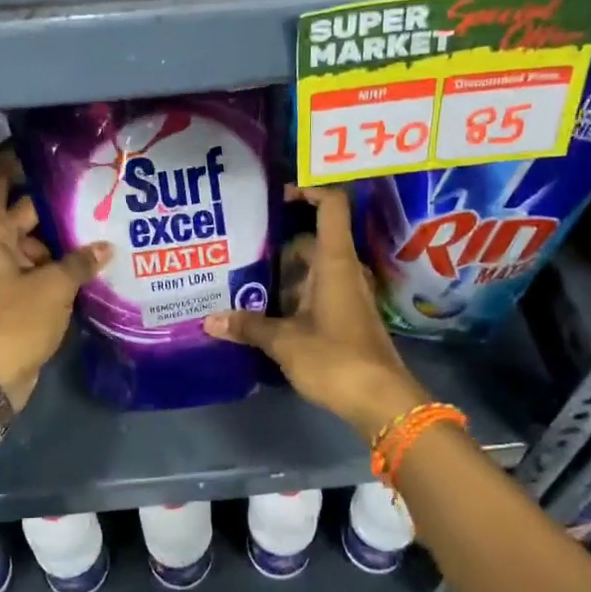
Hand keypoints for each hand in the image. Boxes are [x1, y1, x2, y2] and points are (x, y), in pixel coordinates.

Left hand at [0, 150, 109, 409]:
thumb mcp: (52, 287)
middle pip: (25, 211)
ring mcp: (7, 271)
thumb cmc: (13, 320)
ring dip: (67, 239)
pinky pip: (43, 270)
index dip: (14, 158)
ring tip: (108, 224)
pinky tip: (98, 262)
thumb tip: (105, 247)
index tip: (47, 148)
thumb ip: (79, 262)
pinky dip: (65, 266)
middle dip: (58, 204)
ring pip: (39, 243)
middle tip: (99, 190)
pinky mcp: (19, 296)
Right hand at [203, 185, 428, 437]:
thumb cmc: (335, 359)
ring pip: (311, 269)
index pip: (331, 205)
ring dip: (281, 272)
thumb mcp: (285, 341)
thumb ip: (248, 326)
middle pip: (311, 239)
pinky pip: (314, 291)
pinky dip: (291, 293)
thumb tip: (209, 321)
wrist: (381, 400)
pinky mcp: (345, 317)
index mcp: (334, 262)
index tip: (275, 194)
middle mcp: (343, 270)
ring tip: (240, 275)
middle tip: (238, 244)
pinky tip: (263, 308)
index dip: (307, 190)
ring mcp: (346, 294)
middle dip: (276, 241)